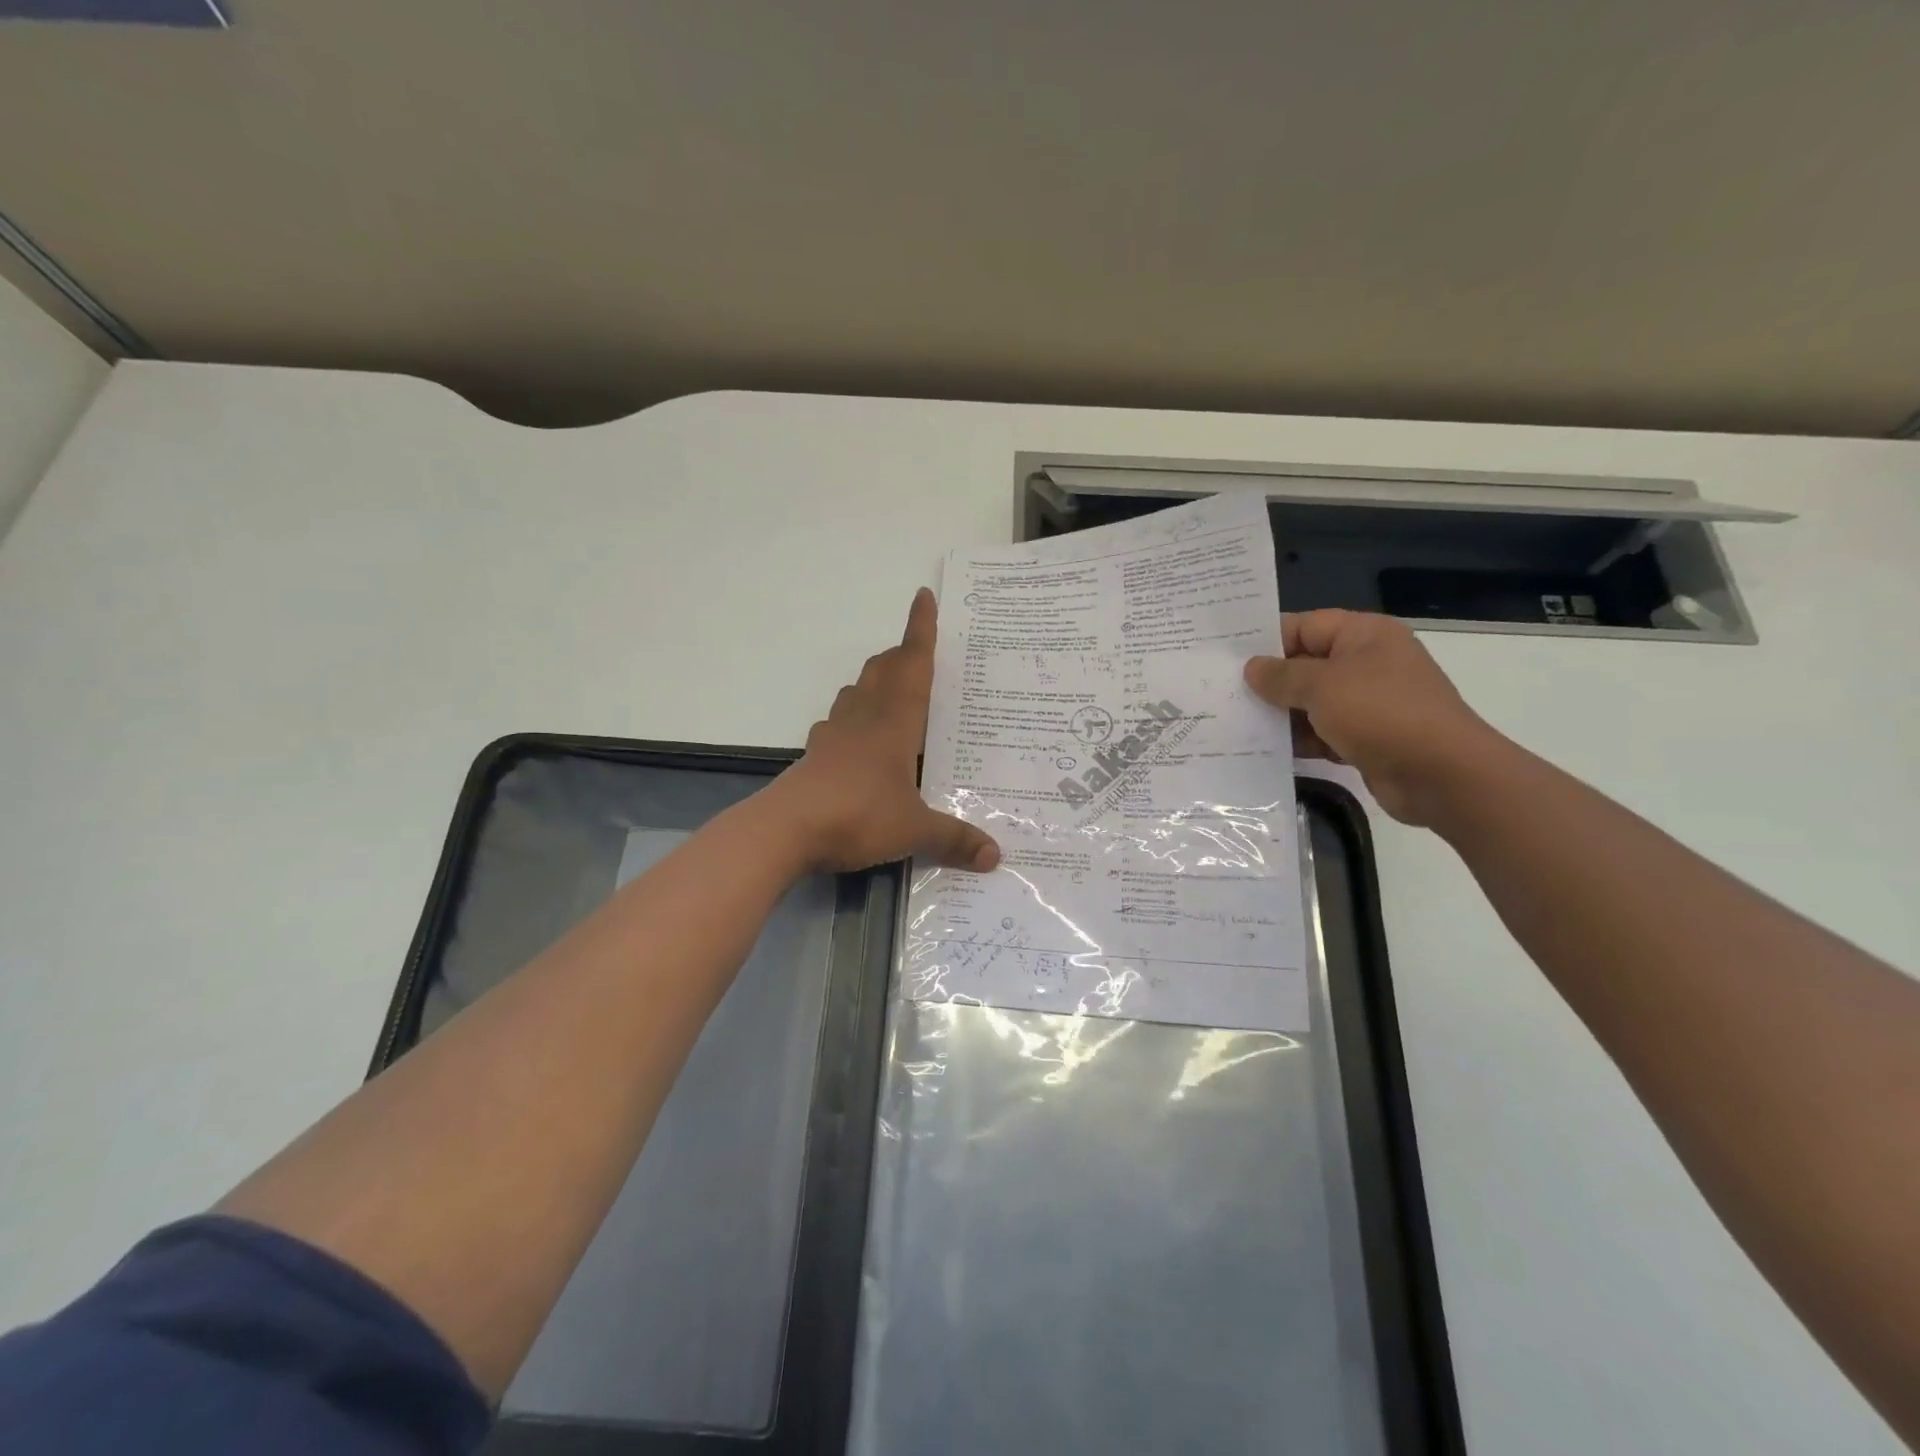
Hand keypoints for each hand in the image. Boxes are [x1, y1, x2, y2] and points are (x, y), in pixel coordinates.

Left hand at [767, 589, 1001, 873]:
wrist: (786, 829)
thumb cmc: (858, 815)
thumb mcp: (914, 830)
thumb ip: (954, 840)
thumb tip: (996, 857)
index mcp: (894, 722)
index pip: (913, 664)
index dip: (921, 630)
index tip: (923, 597)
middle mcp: (864, 717)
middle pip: (883, 670)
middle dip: (902, 654)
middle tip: (919, 653)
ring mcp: (835, 733)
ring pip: (857, 690)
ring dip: (875, 681)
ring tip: (893, 691)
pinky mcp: (815, 753)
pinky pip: (838, 722)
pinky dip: (852, 717)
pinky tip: (857, 738)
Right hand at [1243, 610, 1503, 825]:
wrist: (1441, 775)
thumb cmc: (1381, 713)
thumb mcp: (1322, 686)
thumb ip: (1281, 675)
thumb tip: (1252, 668)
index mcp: (1364, 635)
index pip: (1304, 626)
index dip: (1266, 640)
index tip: (1225, 657)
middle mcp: (1367, 663)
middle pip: (1305, 665)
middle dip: (1268, 681)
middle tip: (1220, 691)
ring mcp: (1368, 703)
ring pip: (1310, 702)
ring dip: (1279, 714)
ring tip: (1232, 722)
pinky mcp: (1365, 738)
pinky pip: (1321, 733)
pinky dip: (1297, 740)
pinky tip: (1262, 749)